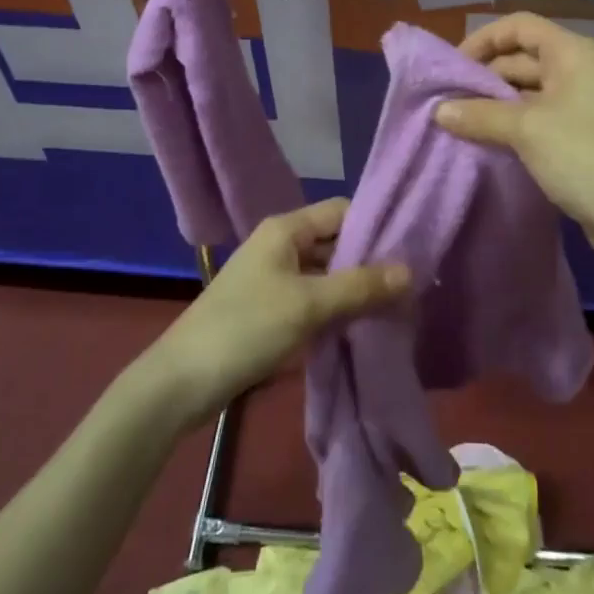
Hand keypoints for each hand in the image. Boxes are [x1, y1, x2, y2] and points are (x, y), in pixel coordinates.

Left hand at [148, 199, 410, 425]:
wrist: (182, 382)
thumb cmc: (246, 328)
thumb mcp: (308, 305)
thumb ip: (360, 286)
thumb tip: (411, 271)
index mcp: (286, 229)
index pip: (342, 211)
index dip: (375, 226)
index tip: (411, 251)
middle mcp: (282, 245)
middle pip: (336, 243)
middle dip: (370, 263)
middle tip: (411, 287)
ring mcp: (275, 278)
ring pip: (327, 274)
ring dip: (355, 289)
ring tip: (396, 309)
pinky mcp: (271, 310)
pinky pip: (315, 299)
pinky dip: (337, 309)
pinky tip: (363, 328)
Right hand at [436, 13, 593, 278]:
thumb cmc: (585, 158)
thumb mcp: (526, 130)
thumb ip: (480, 115)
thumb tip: (439, 110)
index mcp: (571, 53)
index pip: (519, 26)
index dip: (483, 39)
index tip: (452, 66)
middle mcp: (576, 70)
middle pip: (520, 58)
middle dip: (483, 76)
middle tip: (446, 100)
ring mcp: (578, 104)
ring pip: (525, 92)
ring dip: (493, 104)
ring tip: (456, 122)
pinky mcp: (577, 136)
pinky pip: (535, 119)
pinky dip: (509, 125)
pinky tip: (483, 141)